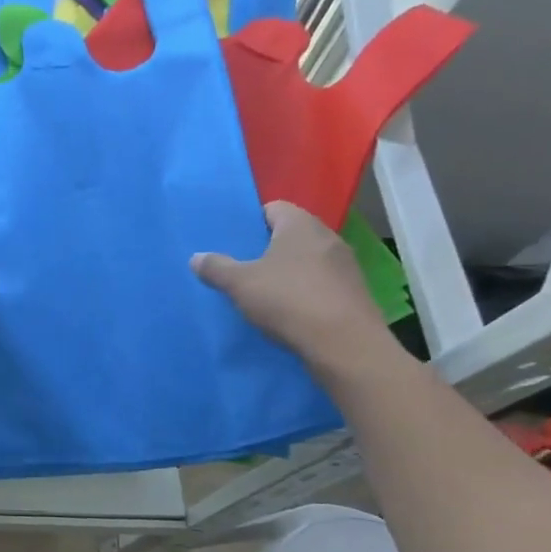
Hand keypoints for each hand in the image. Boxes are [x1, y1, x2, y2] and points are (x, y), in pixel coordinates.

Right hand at [193, 202, 395, 376]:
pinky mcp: (354, 291)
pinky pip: (322, 282)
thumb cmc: (288, 300)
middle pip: (291, 234)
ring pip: (308, 259)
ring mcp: (345, 264)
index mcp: (299, 224)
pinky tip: (290, 311)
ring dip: (288, 271)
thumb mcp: (240, 284)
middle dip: (268, 248)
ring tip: (265, 291)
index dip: (251, 222)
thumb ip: (216, 268)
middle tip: (243, 267)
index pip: (273, 208)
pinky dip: (305, 291)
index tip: (234, 242)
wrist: (344, 343)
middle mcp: (327, 236)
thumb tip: (196, 257)